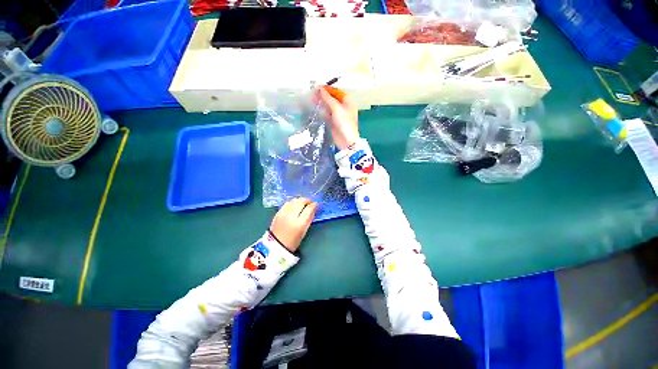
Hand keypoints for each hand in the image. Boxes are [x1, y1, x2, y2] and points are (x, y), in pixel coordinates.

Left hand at [269, 198, 317, 252]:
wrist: (276, 245)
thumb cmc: (293, 240)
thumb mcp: (304, 230)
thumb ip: (310, 218)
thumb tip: (314, 208)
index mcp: (299, 223)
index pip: (308, 208)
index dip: (313, 205)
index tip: (316, 204)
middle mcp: (291, 216)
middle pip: (300, 202)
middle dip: (307, 200)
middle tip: (310, 203)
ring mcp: (283, 213)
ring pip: (294, 200)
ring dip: (300, 200)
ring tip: (303, 204)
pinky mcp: (278, 212)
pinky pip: (287, 203)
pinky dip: (293, 202)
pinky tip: (295, 205)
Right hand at [317, 86, 359, 149]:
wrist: (346, 141)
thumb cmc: (344, 123)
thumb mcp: (336, 108)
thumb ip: (328, 98)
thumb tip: (319, 88)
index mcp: (347, 101)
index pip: (336, 91)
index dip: (326, 89)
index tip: (316, 87)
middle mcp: (343, 106)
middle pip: (332, 98)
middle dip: (323, 96)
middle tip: (312, 94)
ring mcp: (338, 114)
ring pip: (328, 106)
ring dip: (321, 103)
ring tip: (311, 100)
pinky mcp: (333, 121)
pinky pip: (327, 114)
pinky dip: (322, 111)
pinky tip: (315, 109)